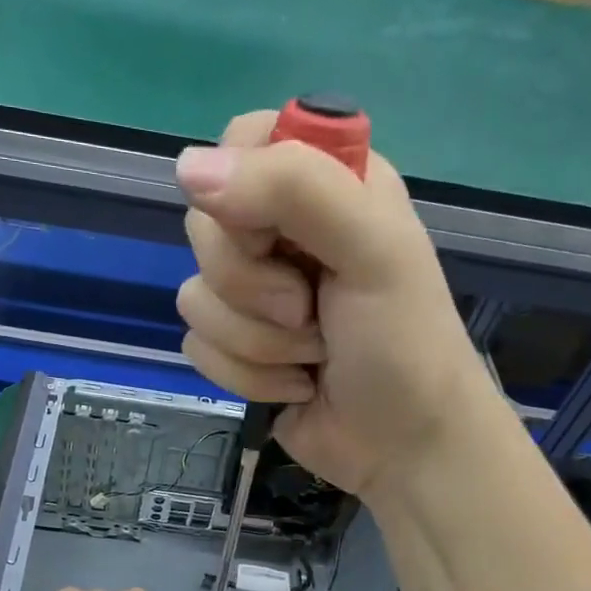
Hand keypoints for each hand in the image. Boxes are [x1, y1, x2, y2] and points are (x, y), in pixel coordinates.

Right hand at [174, 111, 493, 500]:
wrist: (405, 449)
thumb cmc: (404, 345)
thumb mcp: (372, 251)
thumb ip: (295, 190)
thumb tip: (185, 167)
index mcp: (328, 183)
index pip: (242, 141)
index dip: (242, 189)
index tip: (274, 235)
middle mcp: (284, 230)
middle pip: (205, 226)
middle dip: (255, 286)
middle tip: (310, 308)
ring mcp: (255, 293)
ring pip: (196, 295)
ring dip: (258, 342)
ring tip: (314, 354)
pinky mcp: (236, 346)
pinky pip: (198, 346)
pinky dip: (249, 375)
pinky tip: (296, 385)